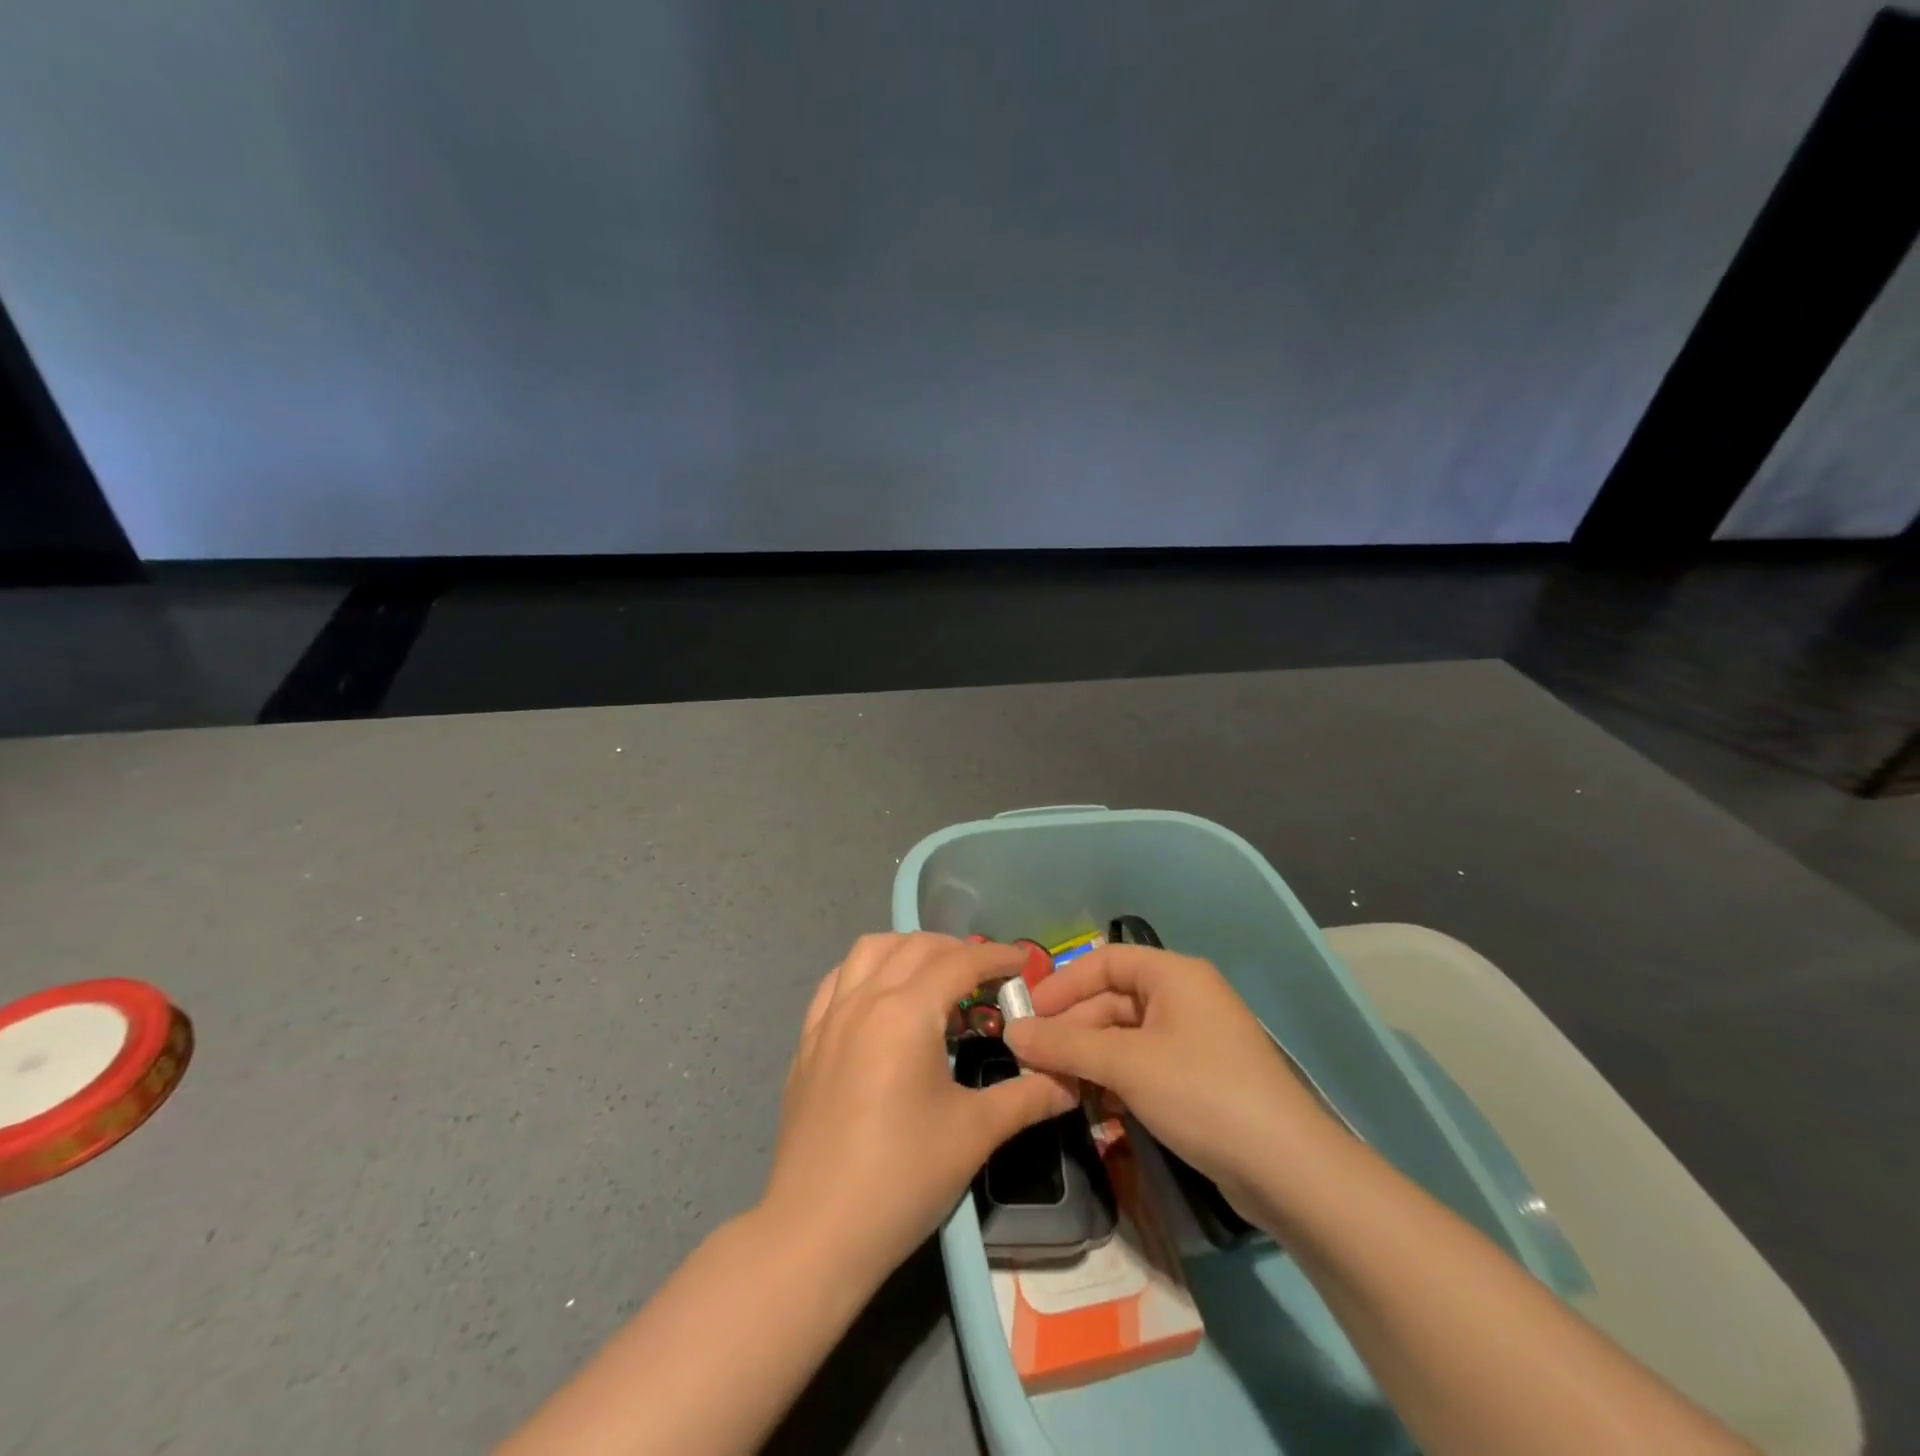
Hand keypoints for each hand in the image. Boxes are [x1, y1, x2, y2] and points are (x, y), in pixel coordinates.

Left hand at [762, 933, 1076, 1287]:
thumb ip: (1028, 1096)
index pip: (960, 962)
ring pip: (869, 951)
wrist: (815, 1234)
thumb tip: (1071, 1080)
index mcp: (905, 1012)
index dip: (998, 957)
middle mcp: (864, 999)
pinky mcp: (806, 1042)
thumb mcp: (975, 1133)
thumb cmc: (902, 1178)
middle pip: (916, 946)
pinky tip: (881, 999)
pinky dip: (866, 972)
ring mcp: (828, 1018)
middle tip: (988, 979)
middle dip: (958, 950)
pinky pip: (836, 981)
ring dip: (908, 950)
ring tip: (935, 978)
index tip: (1027, 964)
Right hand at [1003, 943, 1335, 1218]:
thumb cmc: (1202, 1093)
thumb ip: (1065, 1045)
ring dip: (1089, 1060)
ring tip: (1055, 1088)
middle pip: (1113, 1001)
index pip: (1105, 961)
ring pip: (1125, 1038)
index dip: (1063, 983)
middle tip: (1032, 1061)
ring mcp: (1193, 1041)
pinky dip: (1115, 1080)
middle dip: (1072, 1030)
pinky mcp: (1198, 1080)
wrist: (1287, 1170)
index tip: (1027, 1014)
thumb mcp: (1126, 1064)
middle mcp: (1184, 998)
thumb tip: (1013, 1033)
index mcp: (1174, 975)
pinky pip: (1143, 1066)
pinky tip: (1094, 1108)